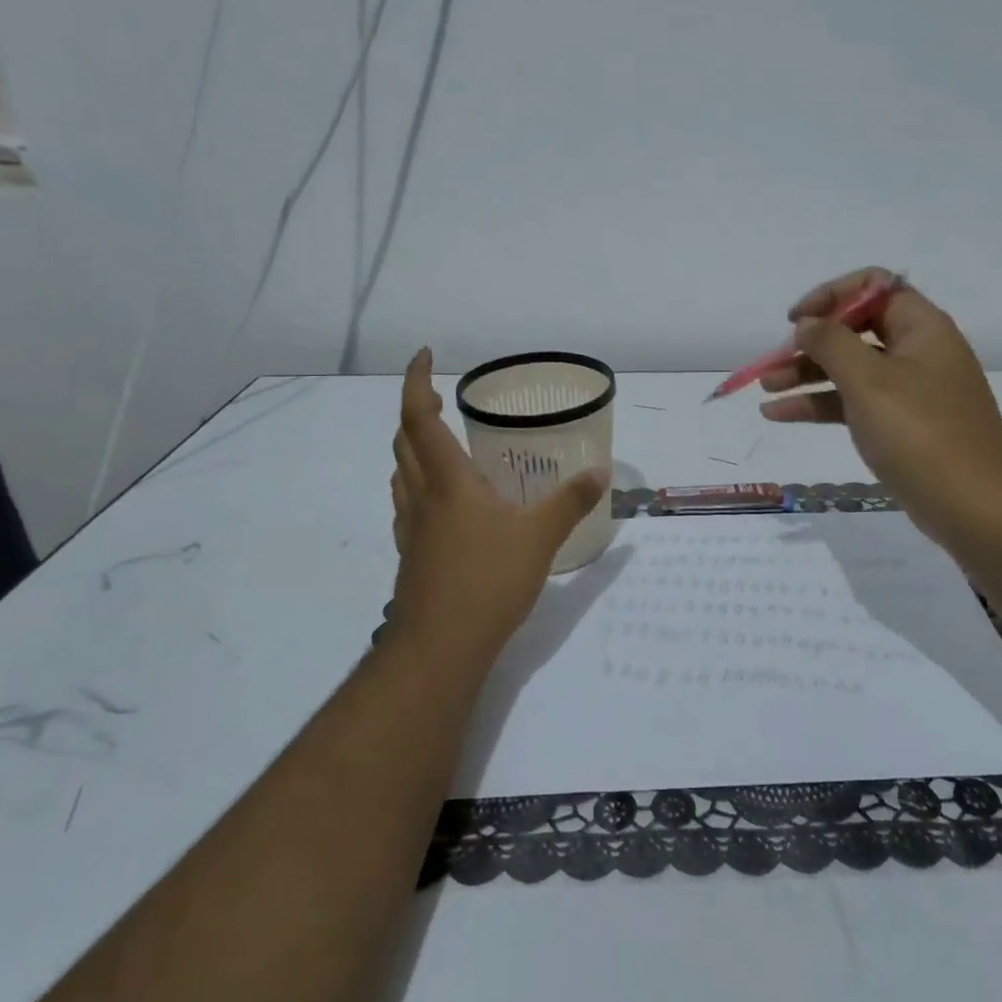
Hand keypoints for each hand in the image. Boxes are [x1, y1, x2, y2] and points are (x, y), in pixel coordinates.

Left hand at [389, 348, 609, 647]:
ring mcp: (411, 527)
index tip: (423, 354)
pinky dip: (417, 483)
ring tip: (439, 442)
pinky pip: (408, 502)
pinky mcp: (412, 554)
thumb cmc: (487, 582)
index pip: (418, 418)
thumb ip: (570, 501)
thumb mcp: (539, 537)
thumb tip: (600, 472)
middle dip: (413, 411)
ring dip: (411, 447)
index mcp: (448, 481)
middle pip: (403, 441)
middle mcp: (422, 496)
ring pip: (400, 472)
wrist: (439, 647)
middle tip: (436, 397)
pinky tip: (444, 501)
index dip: (414, 381)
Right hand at [759, 269, 1001, 546]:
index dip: (831, 295)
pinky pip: (854, 403)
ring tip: (765, 388)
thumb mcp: (868, 380)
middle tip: (773, 361)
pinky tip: (780, 414)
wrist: (972, 505)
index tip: (797, 320)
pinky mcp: (900, 425)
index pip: (874, 286)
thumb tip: (807, 323)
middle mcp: (917, 351)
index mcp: (921, 327)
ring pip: (850, 369)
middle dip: (811, 342)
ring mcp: (909, 391)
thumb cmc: (920, 432)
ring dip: (807, 374)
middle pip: (856, 330)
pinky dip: (820, 405)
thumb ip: (831, 343)